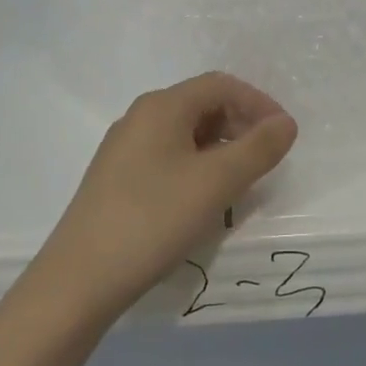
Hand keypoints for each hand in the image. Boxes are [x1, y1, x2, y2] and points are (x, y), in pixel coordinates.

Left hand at [31, 73, 298, 328]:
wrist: (79, 280)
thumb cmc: (153, 220)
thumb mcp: (215, 183)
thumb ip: (257, 149)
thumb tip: (286, 123)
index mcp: (162, 106)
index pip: (221, 85)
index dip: (258, 103)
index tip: (284, 136)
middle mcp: (140, 117)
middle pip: (202, 105)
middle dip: (240, 125)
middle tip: (265, 160)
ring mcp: (124, 148)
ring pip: (185, 133)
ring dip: (220, 149)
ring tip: (240, 183)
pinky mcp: (117, 178)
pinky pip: (168, 156)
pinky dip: (196, 167)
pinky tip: (203, 199)